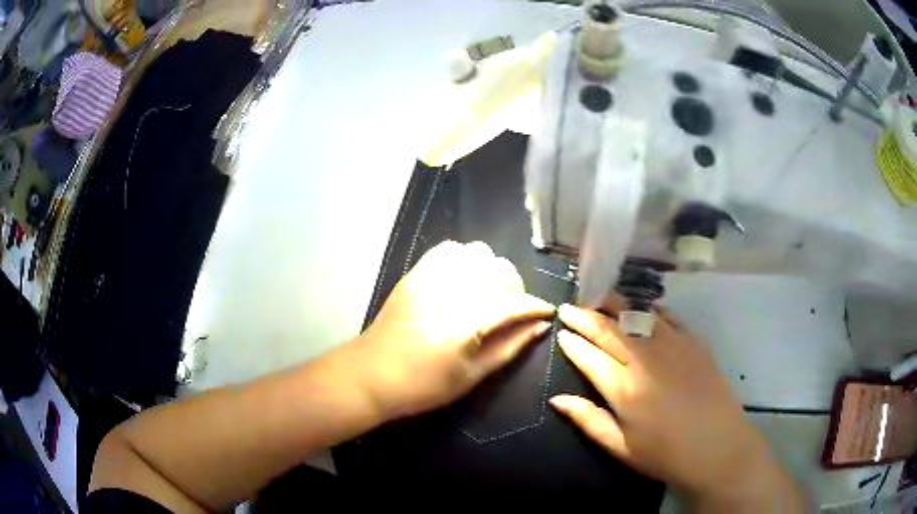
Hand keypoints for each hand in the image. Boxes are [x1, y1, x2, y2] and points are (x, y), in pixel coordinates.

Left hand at [353, 241, 553, 419]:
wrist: (372, 374)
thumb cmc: (424, 385)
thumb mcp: (473, 375)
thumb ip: (510, 346)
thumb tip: (540, 326)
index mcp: (466, 321)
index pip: (515, 302)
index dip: (537, 307)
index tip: (547, 313)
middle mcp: (451, 290)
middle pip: (500, 270)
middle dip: (516, 288)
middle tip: (514, 310)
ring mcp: (430, 277)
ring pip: (478, 253)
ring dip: (492, 271)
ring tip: (489, 294)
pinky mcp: (416, 273)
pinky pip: (450, 250)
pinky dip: (466, 259)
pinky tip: (465, 279)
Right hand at [549, 300, 803, 510]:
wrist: (718, 447)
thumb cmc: (665, 454)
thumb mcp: (620, 447)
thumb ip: (588, 420)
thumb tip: (557, 399)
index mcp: (624, 389)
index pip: (589, 356)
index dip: (572, 342)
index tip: (560, 330)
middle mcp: (646, 360)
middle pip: (609, 330)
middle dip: (586, 316)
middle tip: (570, 307)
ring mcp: (673, 347)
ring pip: (637, 316)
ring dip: (615, 305)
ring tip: (600, 297)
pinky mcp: (694, 343)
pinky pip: (668, 318)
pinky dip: (651, 310)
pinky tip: (644, 307)